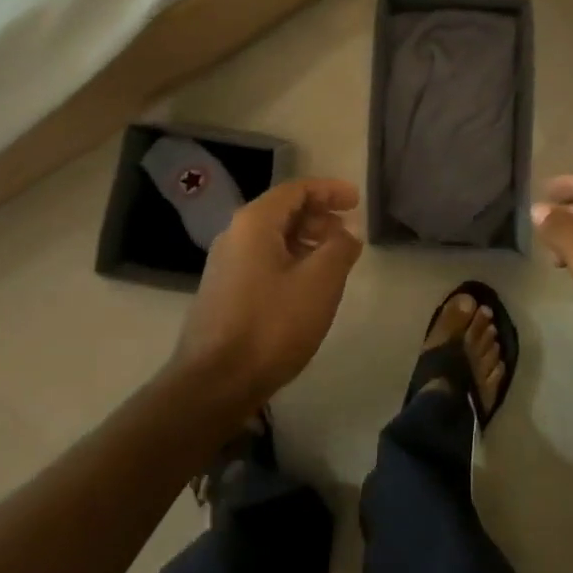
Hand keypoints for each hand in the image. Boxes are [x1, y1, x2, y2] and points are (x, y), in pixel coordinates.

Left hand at [171, 178, 363, 410]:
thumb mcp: (320, 281)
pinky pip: (263, 259)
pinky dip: (291, 259)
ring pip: (273, 237)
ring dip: (307, 239)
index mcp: (255, 222)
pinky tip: (308, 284)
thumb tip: (346, 234)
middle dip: (319, 216)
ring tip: (334, 259)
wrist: (215, 383)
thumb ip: (339, 247)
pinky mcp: (224, 291)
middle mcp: (235, 234)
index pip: (297, 189)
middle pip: (283, 210)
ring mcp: (225, 264)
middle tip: (348, 232)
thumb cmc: (272, 324)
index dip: (330, 190)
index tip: (357, 201)